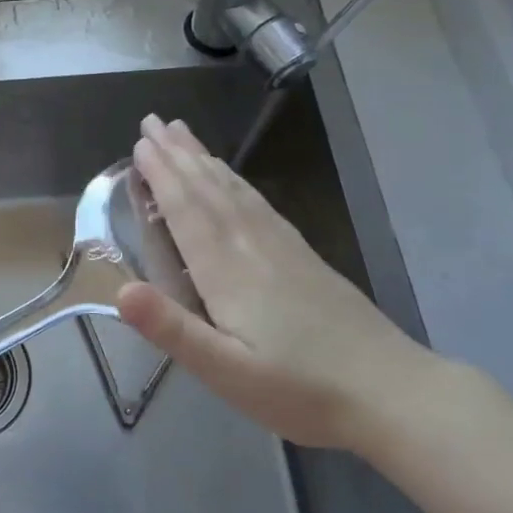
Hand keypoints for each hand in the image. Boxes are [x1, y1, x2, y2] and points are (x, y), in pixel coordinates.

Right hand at [117, 114, 437, 449]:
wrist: (392, 392)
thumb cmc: (300, 389)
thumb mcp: (227, 372)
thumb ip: (172, 330)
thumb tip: (119, 291)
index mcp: (227, 271)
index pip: (187, 210)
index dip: (161, 175)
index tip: (140, 142)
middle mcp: (252, 246)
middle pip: (208, 189)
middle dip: (177, 154)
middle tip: (152, 120)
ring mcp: (282, 247)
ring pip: (234, 190)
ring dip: (204, 159)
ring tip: (184, 133)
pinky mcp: (302, 255)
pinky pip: (259, 203)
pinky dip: (236, 182)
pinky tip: (233, 178)